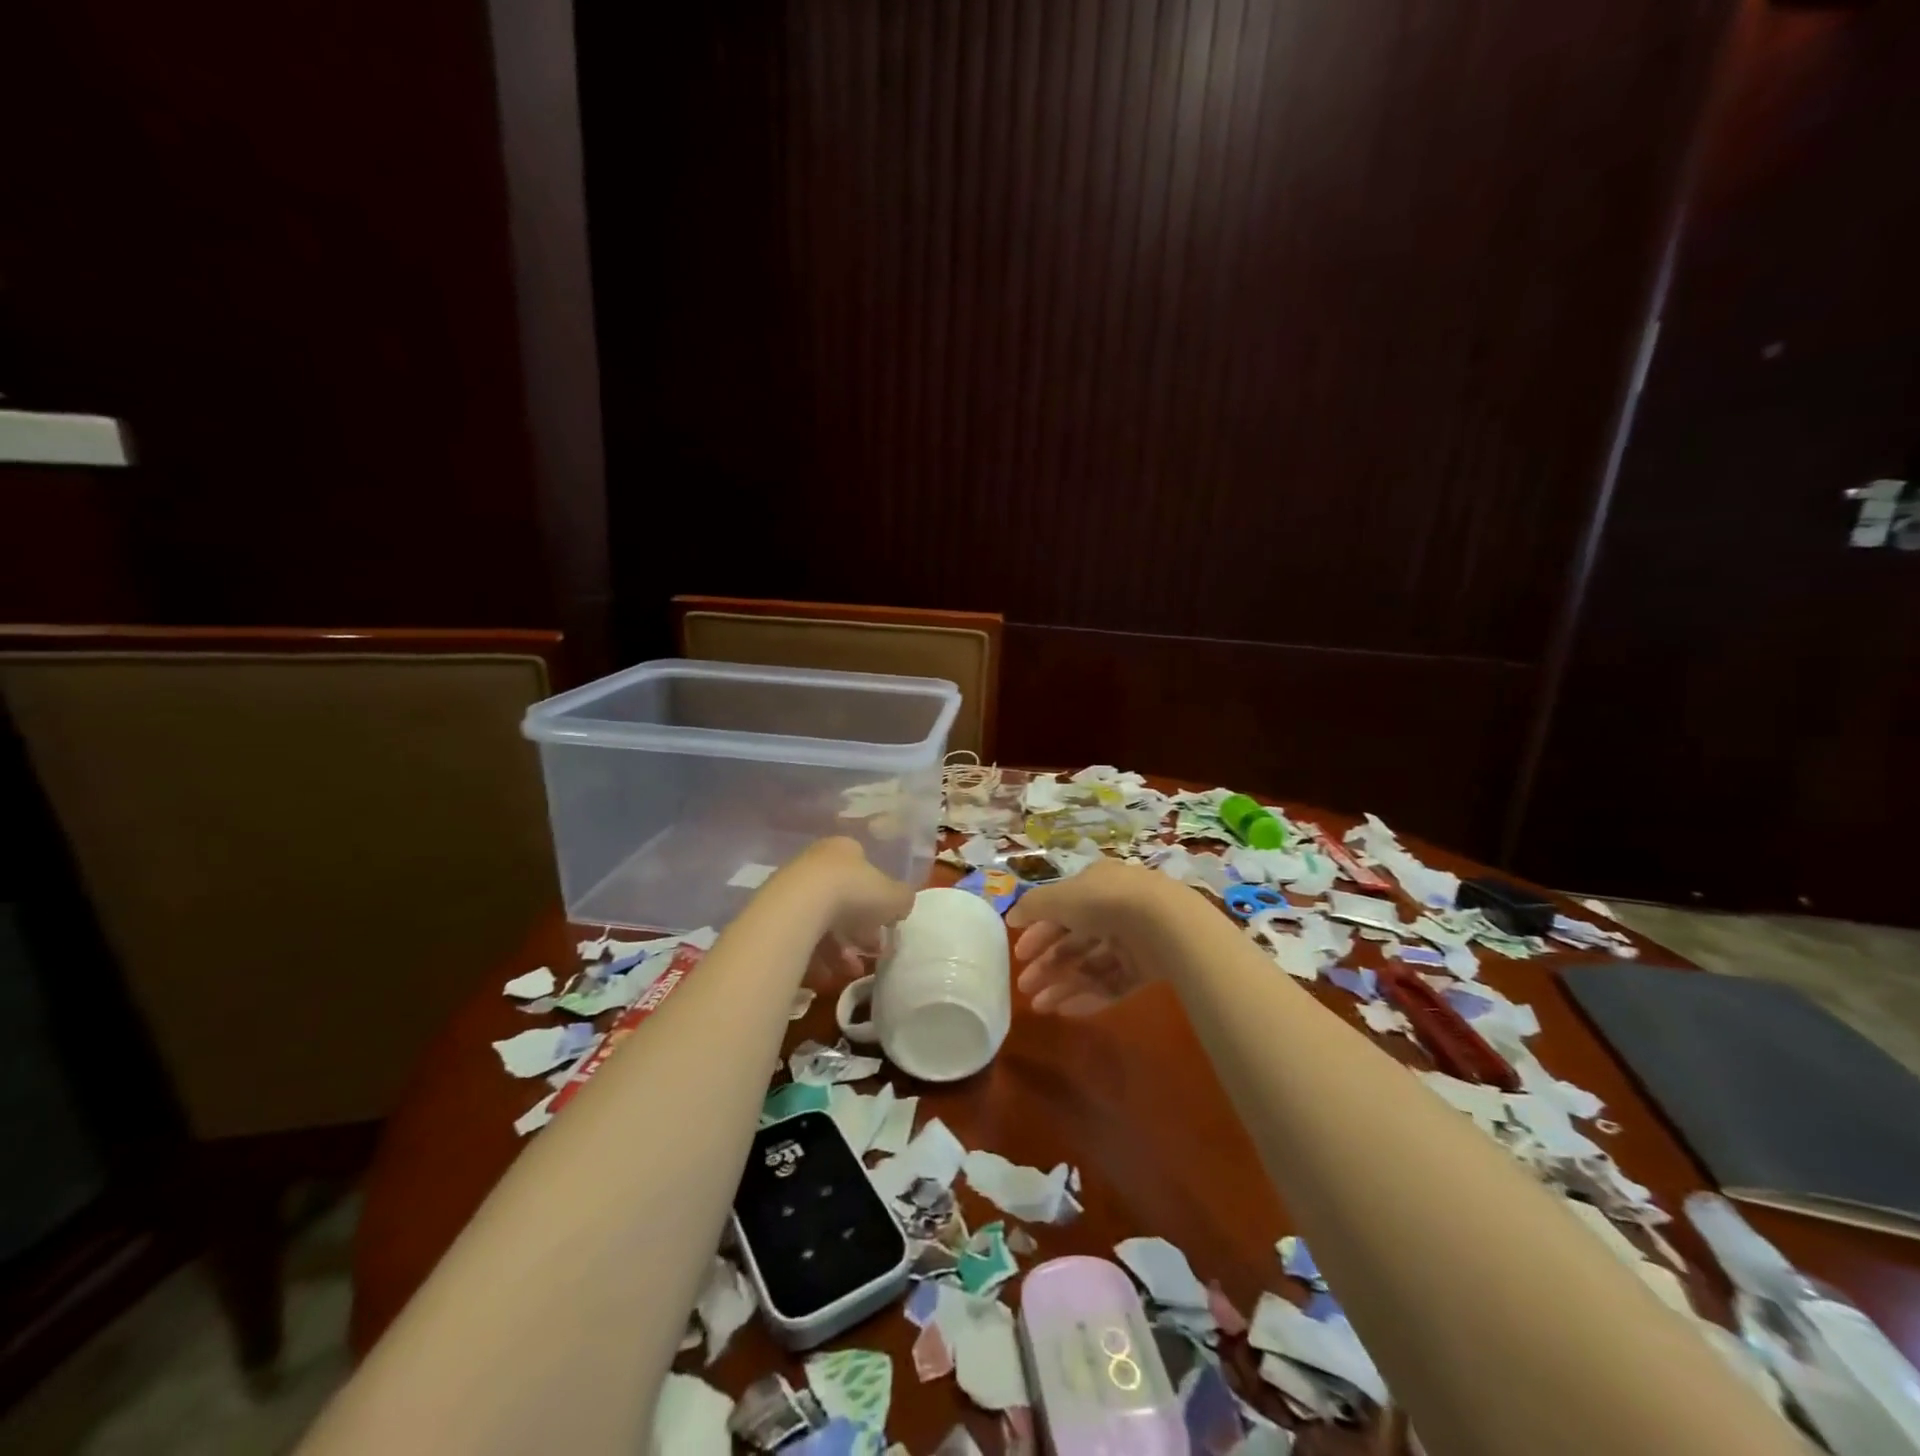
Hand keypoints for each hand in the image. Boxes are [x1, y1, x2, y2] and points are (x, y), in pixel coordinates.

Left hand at [783, 837, 915, 983]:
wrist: (799, 907)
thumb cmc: (854, 892)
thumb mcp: (894, 896)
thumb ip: (902, 899)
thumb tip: (902, 905)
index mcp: (844, 849)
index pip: (864, 870)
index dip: (878, 898)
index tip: (885, 923)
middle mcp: (815, 863)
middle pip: (842, 897)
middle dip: (858, 928)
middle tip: (870, 951)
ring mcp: (791, 887)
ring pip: (821, 920)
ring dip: (838, 948)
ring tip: (850, 971)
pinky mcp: (773, 914)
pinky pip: (800, 937)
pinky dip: (814, 957)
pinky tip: (825, 975)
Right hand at [1005, 858, 1178, 1014]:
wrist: (1165, 924)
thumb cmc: (1105, 902)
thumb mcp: (1060, 897)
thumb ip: (1033, 907)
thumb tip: (1012, 917)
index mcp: (1096, 885)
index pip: (1061, 908)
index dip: (1038, 930)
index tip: (1018, 954)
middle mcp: (1114, 909)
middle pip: (1074, 940)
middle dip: (1047, 963)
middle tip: (1024, 986)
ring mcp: (1134, 940)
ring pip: (1092, 965)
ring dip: (1063, 985)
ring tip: (1040, 1007)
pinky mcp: (1149, 969)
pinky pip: (1113, 983)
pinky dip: (1089, 996)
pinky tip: (1066, 1011)